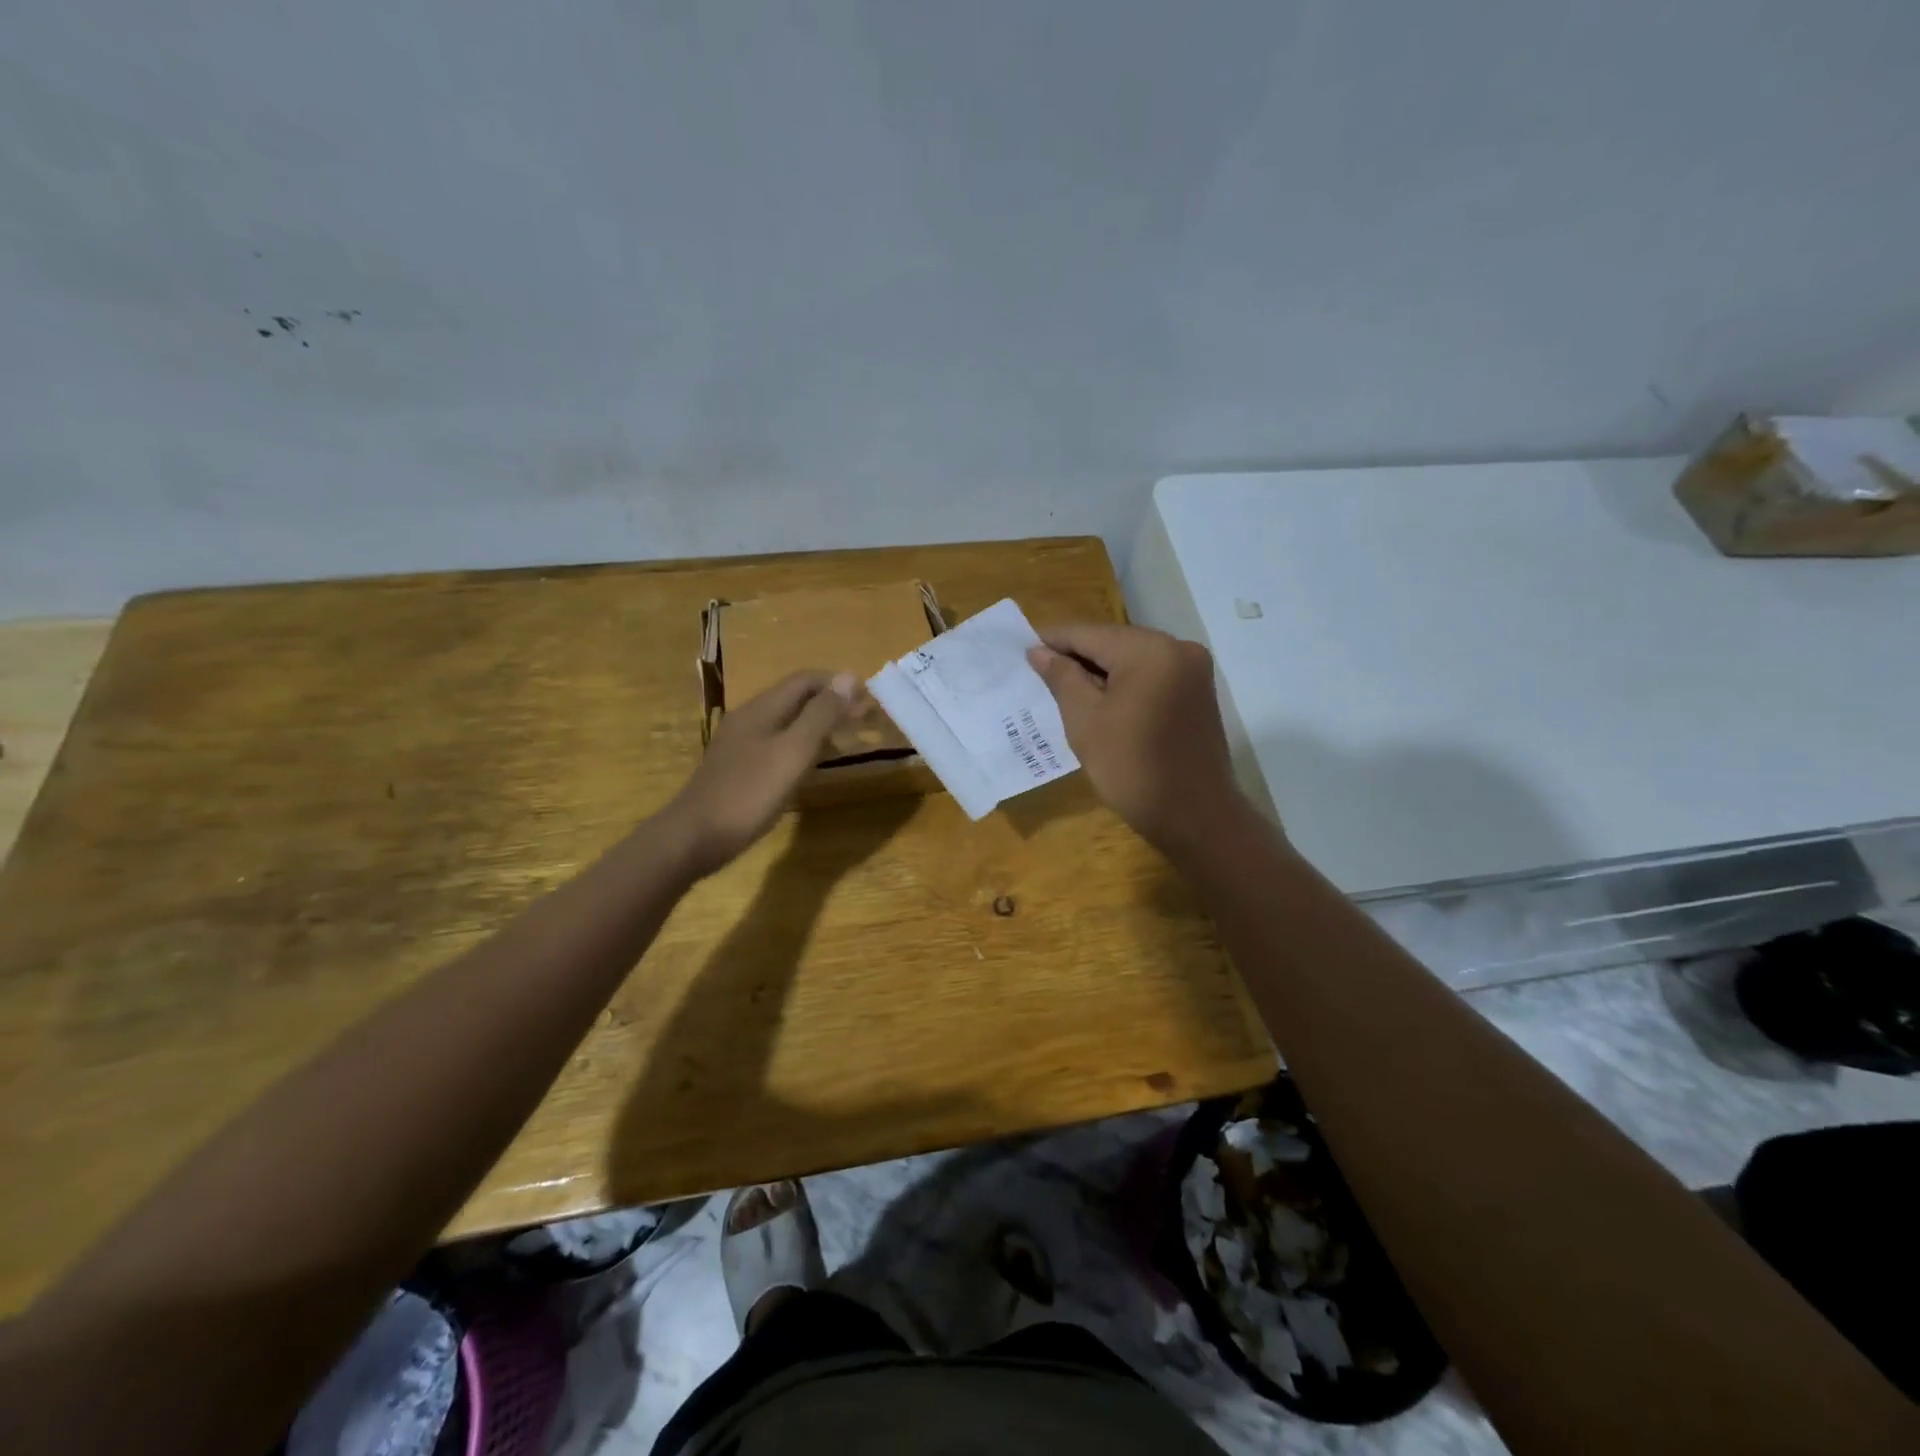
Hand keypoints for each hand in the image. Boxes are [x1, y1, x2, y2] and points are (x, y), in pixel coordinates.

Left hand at [663, 671, 857, 875]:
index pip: (805, 681)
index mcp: (762, 709)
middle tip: (865, 720)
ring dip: (819, 725)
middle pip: (796, 699)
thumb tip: (849, 677)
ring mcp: (741, 744)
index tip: (869, 699)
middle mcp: (750, 719)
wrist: (696, 836)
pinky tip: (813, 765)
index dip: (838, 684)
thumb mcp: (794, 751)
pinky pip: (778, 745)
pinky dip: (803, 746)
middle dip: (831, 703)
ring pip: (787, 723)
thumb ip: (821, 714)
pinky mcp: (739, 768)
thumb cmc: (750, 792)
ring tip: (848, 740)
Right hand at [1027, 624, 1245, 855]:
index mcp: (1149, 650)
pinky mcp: (1198, 692)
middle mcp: (1177, 648)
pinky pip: (1151, 676)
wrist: (1195, 817)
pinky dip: (1124, 684)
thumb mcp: (1085, 721)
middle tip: (1039, 674)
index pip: (1088, 634)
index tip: (1022, 651)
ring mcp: (1193, 670)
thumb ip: (1061, 678)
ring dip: (1099, 671)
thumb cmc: (1132, 768)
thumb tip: (1039, 651)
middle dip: (1076, 657)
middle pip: (1113, 642)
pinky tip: (1100, 702)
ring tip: (1063, 690)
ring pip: (1132, 659)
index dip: (1052, 641)